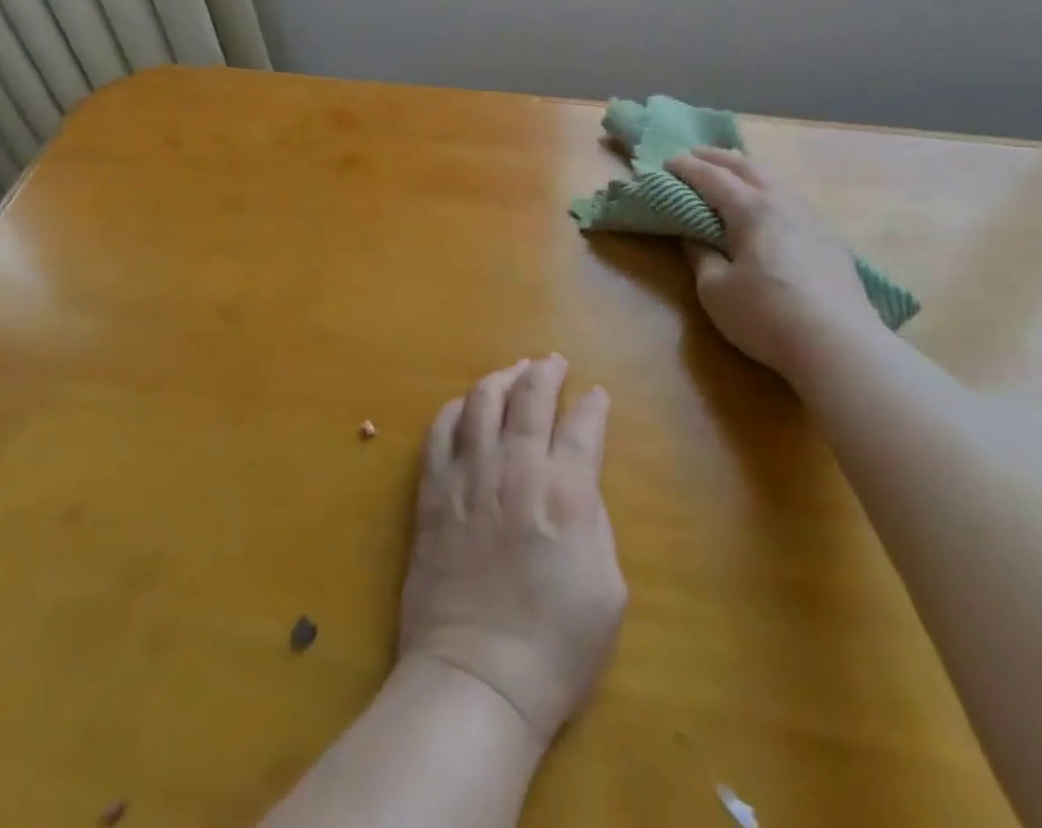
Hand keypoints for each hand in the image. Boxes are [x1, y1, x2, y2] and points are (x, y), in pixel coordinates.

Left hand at [400, 356, 626, 744]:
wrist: (477, 679)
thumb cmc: (556, 647)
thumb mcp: (608, 589)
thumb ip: (596, 522)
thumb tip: (579, 486)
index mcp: (568, 492)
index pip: (584, 425)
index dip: (594, 404)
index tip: (597, 395)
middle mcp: (517, 468)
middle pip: (531, 396)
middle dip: (546, 371)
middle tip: (552, 362)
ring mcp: (470, 475)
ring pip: (483, 400)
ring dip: (501, 378)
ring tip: (512, 372)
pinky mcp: (433, 490)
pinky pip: (441, 430)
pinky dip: (456, 409)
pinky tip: (466, 407)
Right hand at [667, 147, 885, 377]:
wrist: (840, 347)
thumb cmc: (766, 315)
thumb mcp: (715, 290)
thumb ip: (701, 257)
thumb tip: (694, 238)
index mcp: (752, 209)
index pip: (713, 177)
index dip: (687, 168)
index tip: (666, 162)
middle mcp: (783, 203)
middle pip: (749, 167)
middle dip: (719, 158)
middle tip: (696, 154)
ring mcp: (812, 220)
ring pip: (776, 180)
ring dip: (749, 170)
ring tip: (733, 172)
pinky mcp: (830, 242)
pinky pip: (793, 200)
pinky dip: (771, 191)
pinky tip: (771, 206)